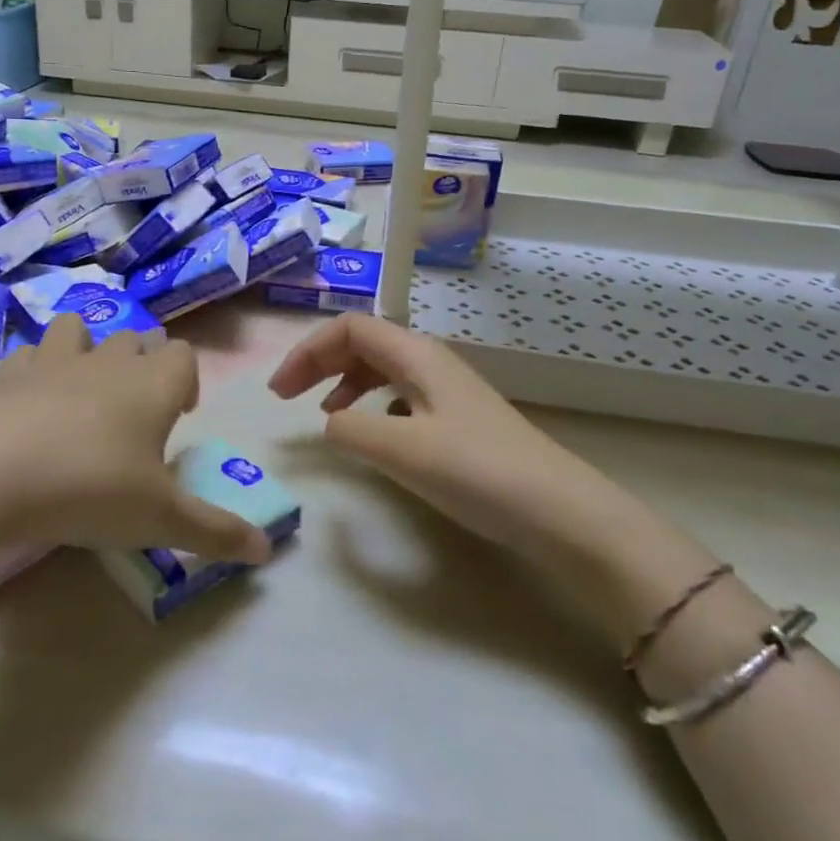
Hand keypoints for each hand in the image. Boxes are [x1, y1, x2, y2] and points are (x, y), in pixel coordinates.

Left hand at [0, 315, 271, 565]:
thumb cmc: (91, 489)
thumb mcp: (161, 520)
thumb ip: (216, 532)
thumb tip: (267, 550)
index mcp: (152, 385)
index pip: (183, 355)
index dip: (186, 380)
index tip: (178, 416)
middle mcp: (107, 362)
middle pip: (134, 340)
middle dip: (140, 366)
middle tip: (134, 416)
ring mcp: (53, 362)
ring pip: (78, 330)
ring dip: (85, 350)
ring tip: (81, 395)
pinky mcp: (6, 375)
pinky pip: (27, 355)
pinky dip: (33, 371)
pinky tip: (27, 406)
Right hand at [267, 313, 630, 556]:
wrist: (560, 511)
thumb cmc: (477, 471)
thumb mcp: (402, 449)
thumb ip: (351, 430)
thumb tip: (329, 425)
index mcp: (416, 355)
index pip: (349, 329)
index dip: (307, 352)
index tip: (279, 393)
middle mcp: (431, 362)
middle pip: (364, 343)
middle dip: (320, 363)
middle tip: (288, 397)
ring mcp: (448, 391)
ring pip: (383, 369)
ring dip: (345, 382)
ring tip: (326, 414)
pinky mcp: (459, 420)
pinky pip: (402, 396)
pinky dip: (374, 406)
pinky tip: (376, 435)